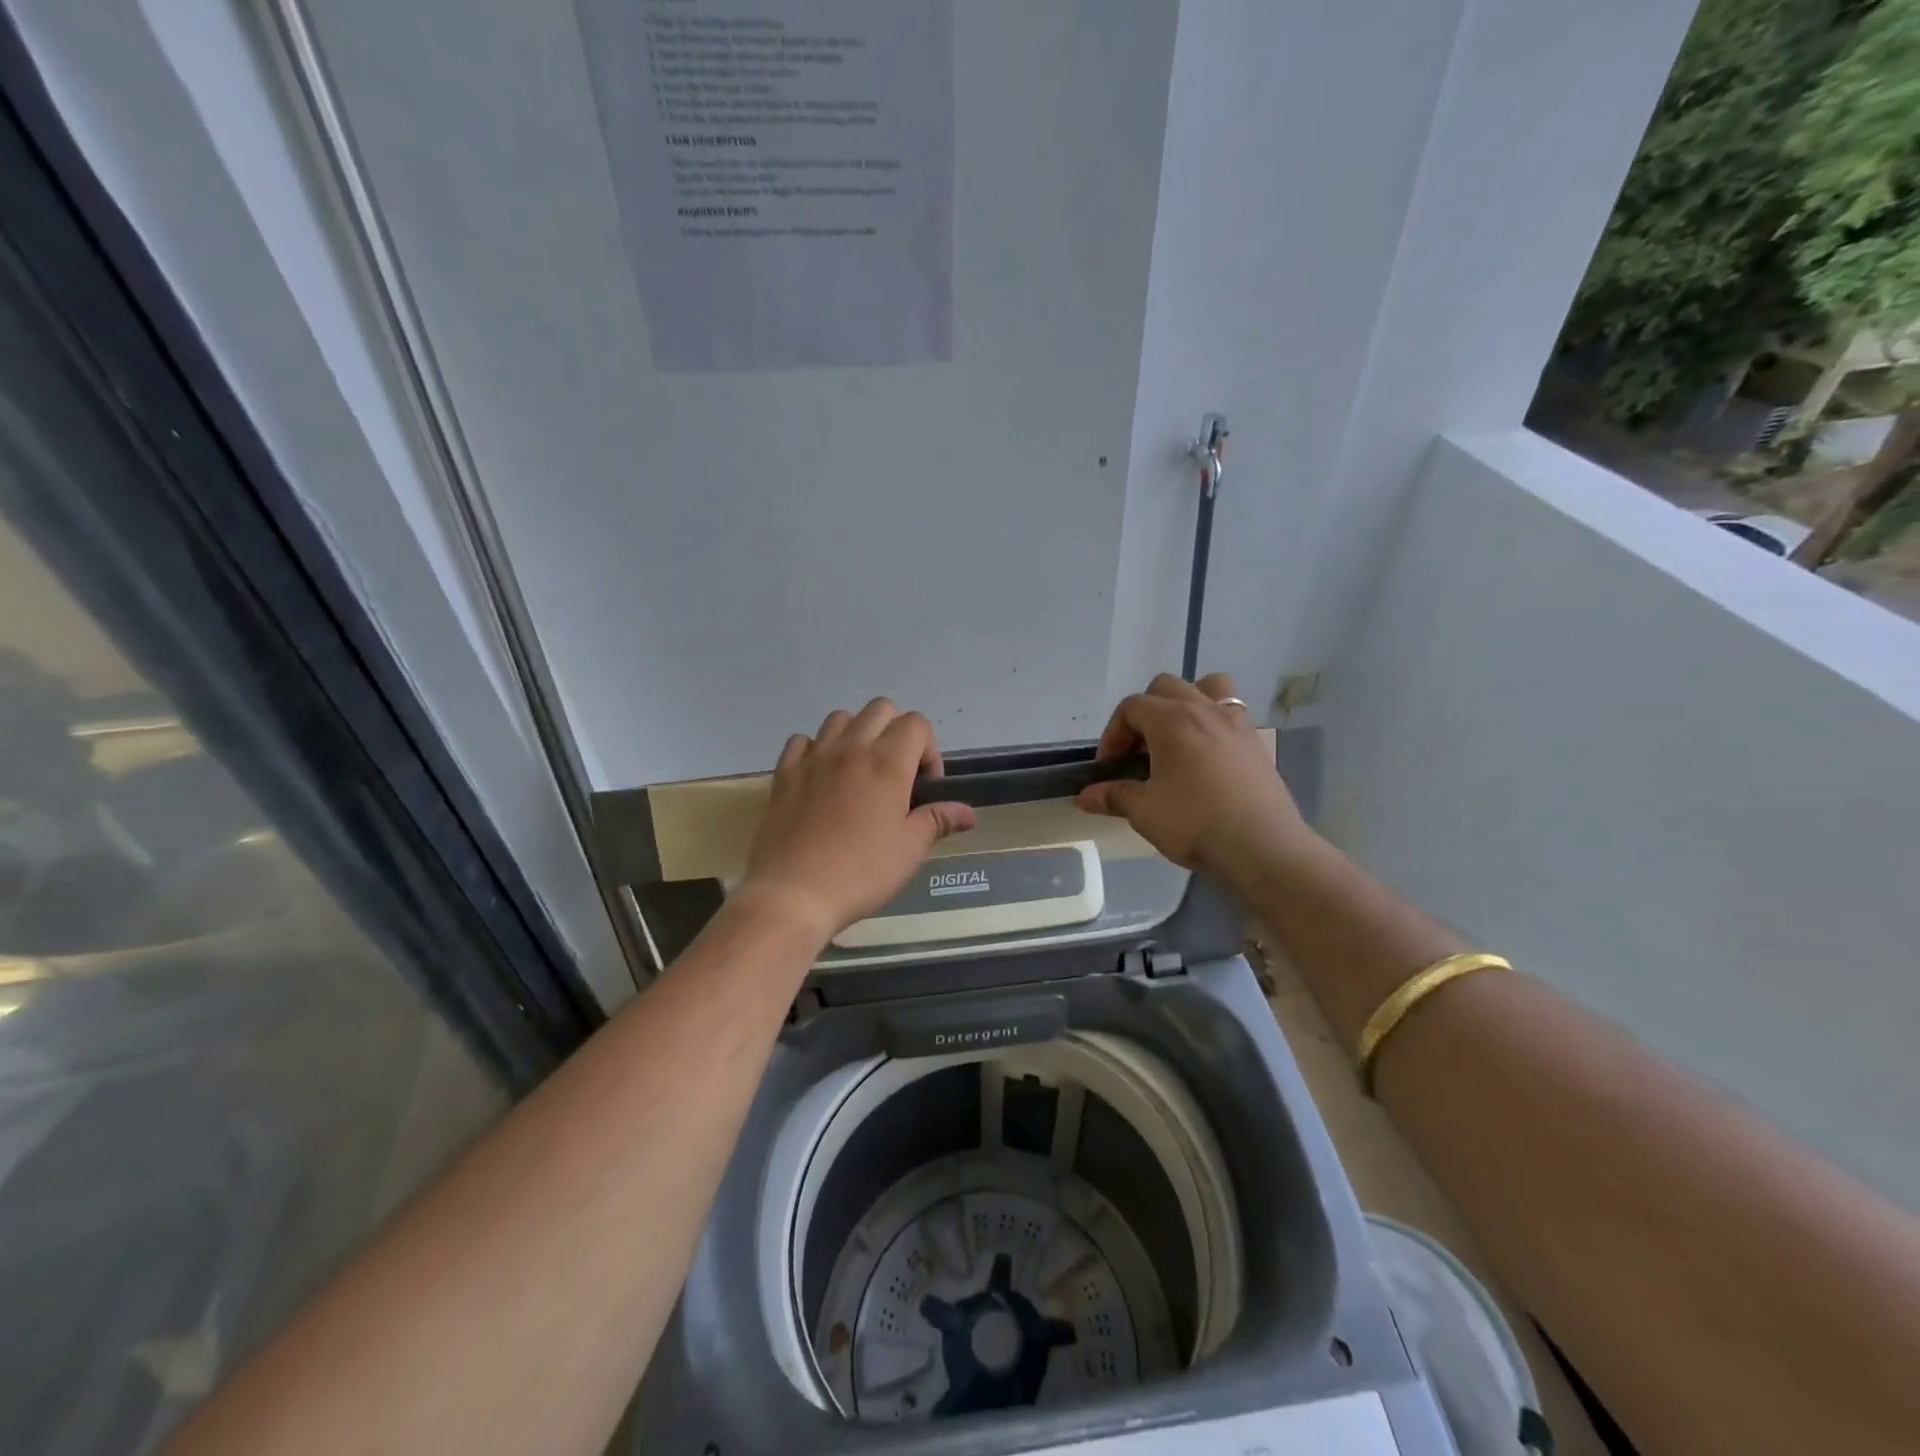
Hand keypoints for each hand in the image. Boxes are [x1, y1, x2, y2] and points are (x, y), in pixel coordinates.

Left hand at [741, 700, 976, 942]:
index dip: (928, 751)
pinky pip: (802, 741)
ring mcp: (813, 758)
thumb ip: (938, 821)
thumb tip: (967, 813)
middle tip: (896, 777)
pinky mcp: (784, 774)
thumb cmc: (860, 872)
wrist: (792, 894)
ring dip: (856, 735)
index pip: (916, 723)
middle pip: (880, 710)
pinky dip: (816, 749)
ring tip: (859, 773)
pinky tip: (821, 778)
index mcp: (887, 762)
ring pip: (840, 718)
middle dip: (896, 733)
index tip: (924, 789)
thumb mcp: (909, 849)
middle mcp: (850, 748)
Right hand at [1077, 673, 1315, 886]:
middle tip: (1139, 750)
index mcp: (1172, 721)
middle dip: (1145, 712)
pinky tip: (1207, 760)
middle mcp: (1205, 710)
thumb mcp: (1145, 812)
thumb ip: (1114, 796)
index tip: (1109, 767)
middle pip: (1166, 687)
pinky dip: (1212, 724)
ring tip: (1178, 738)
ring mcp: (1236, 723)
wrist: (1263, 848)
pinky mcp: (1256, 743)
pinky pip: (1231, 713)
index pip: (1131, 707)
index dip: (1112, 734)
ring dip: (1186, 703)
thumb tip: (1084, 796)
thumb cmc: (1196, 824)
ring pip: (1208, 687)